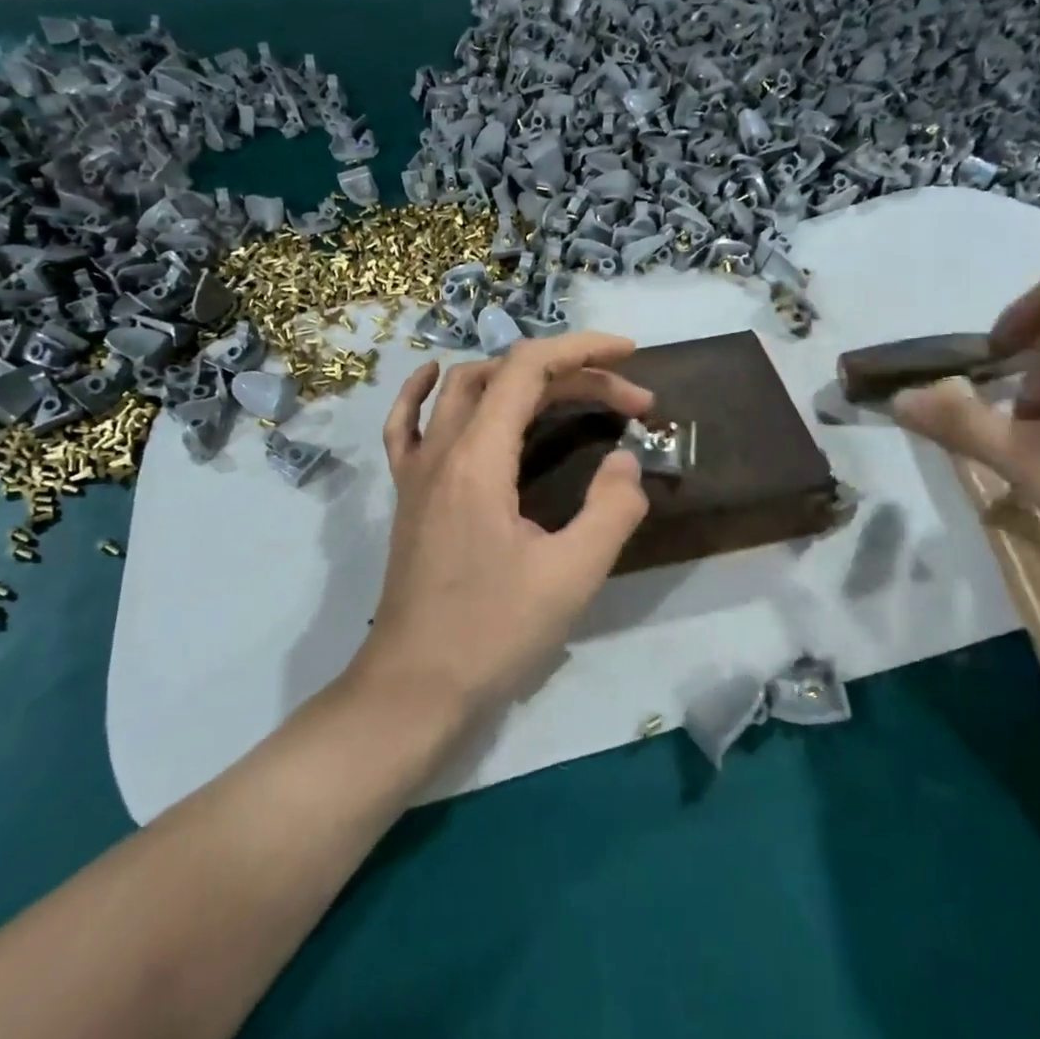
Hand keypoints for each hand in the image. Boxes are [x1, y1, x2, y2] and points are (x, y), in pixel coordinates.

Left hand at [354, 332, 654, 723]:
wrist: (415, 688)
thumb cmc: (495, 632)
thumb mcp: (573, 575)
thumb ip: (612, 508)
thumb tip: (626, 460)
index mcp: (479, 458)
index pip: (528, 368)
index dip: (583, 350)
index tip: (632, 357)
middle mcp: (442, 448)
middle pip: (507, 377)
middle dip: (575, 376)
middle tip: (631, 406)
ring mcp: (417, 469)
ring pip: (464, 390)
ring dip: (519, 377)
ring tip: (569, 389)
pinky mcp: (409, 493)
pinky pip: (407, 424)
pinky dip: (424, 392)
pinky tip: (435, 377)